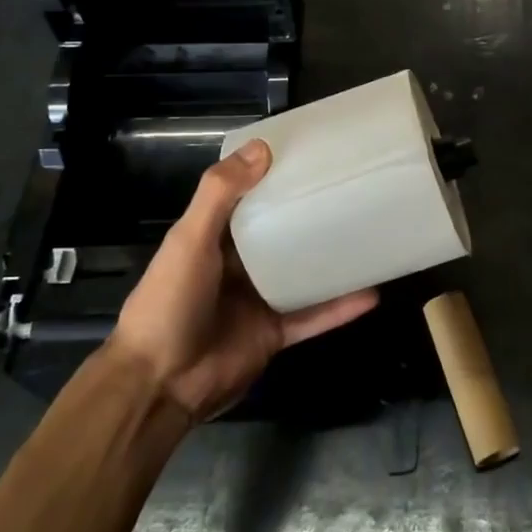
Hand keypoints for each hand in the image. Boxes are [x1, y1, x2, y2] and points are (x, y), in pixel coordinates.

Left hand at [106, 140, 379, 420]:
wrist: (160, 383)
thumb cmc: (170, 301)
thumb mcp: (189, 239)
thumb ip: (220, 194)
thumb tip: (262, 148)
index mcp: (214, 238)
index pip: (249, 199)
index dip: (274, 178)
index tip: (311, 156)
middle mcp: (238, 266)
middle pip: (281, 235)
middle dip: (310, 216)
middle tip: (352, 191)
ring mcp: (259, 301)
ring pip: (303, 274)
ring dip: (332, 260)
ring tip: (370, 236)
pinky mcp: (275, 334)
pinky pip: (314, 316)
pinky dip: (340, 307)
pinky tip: (372, 292)